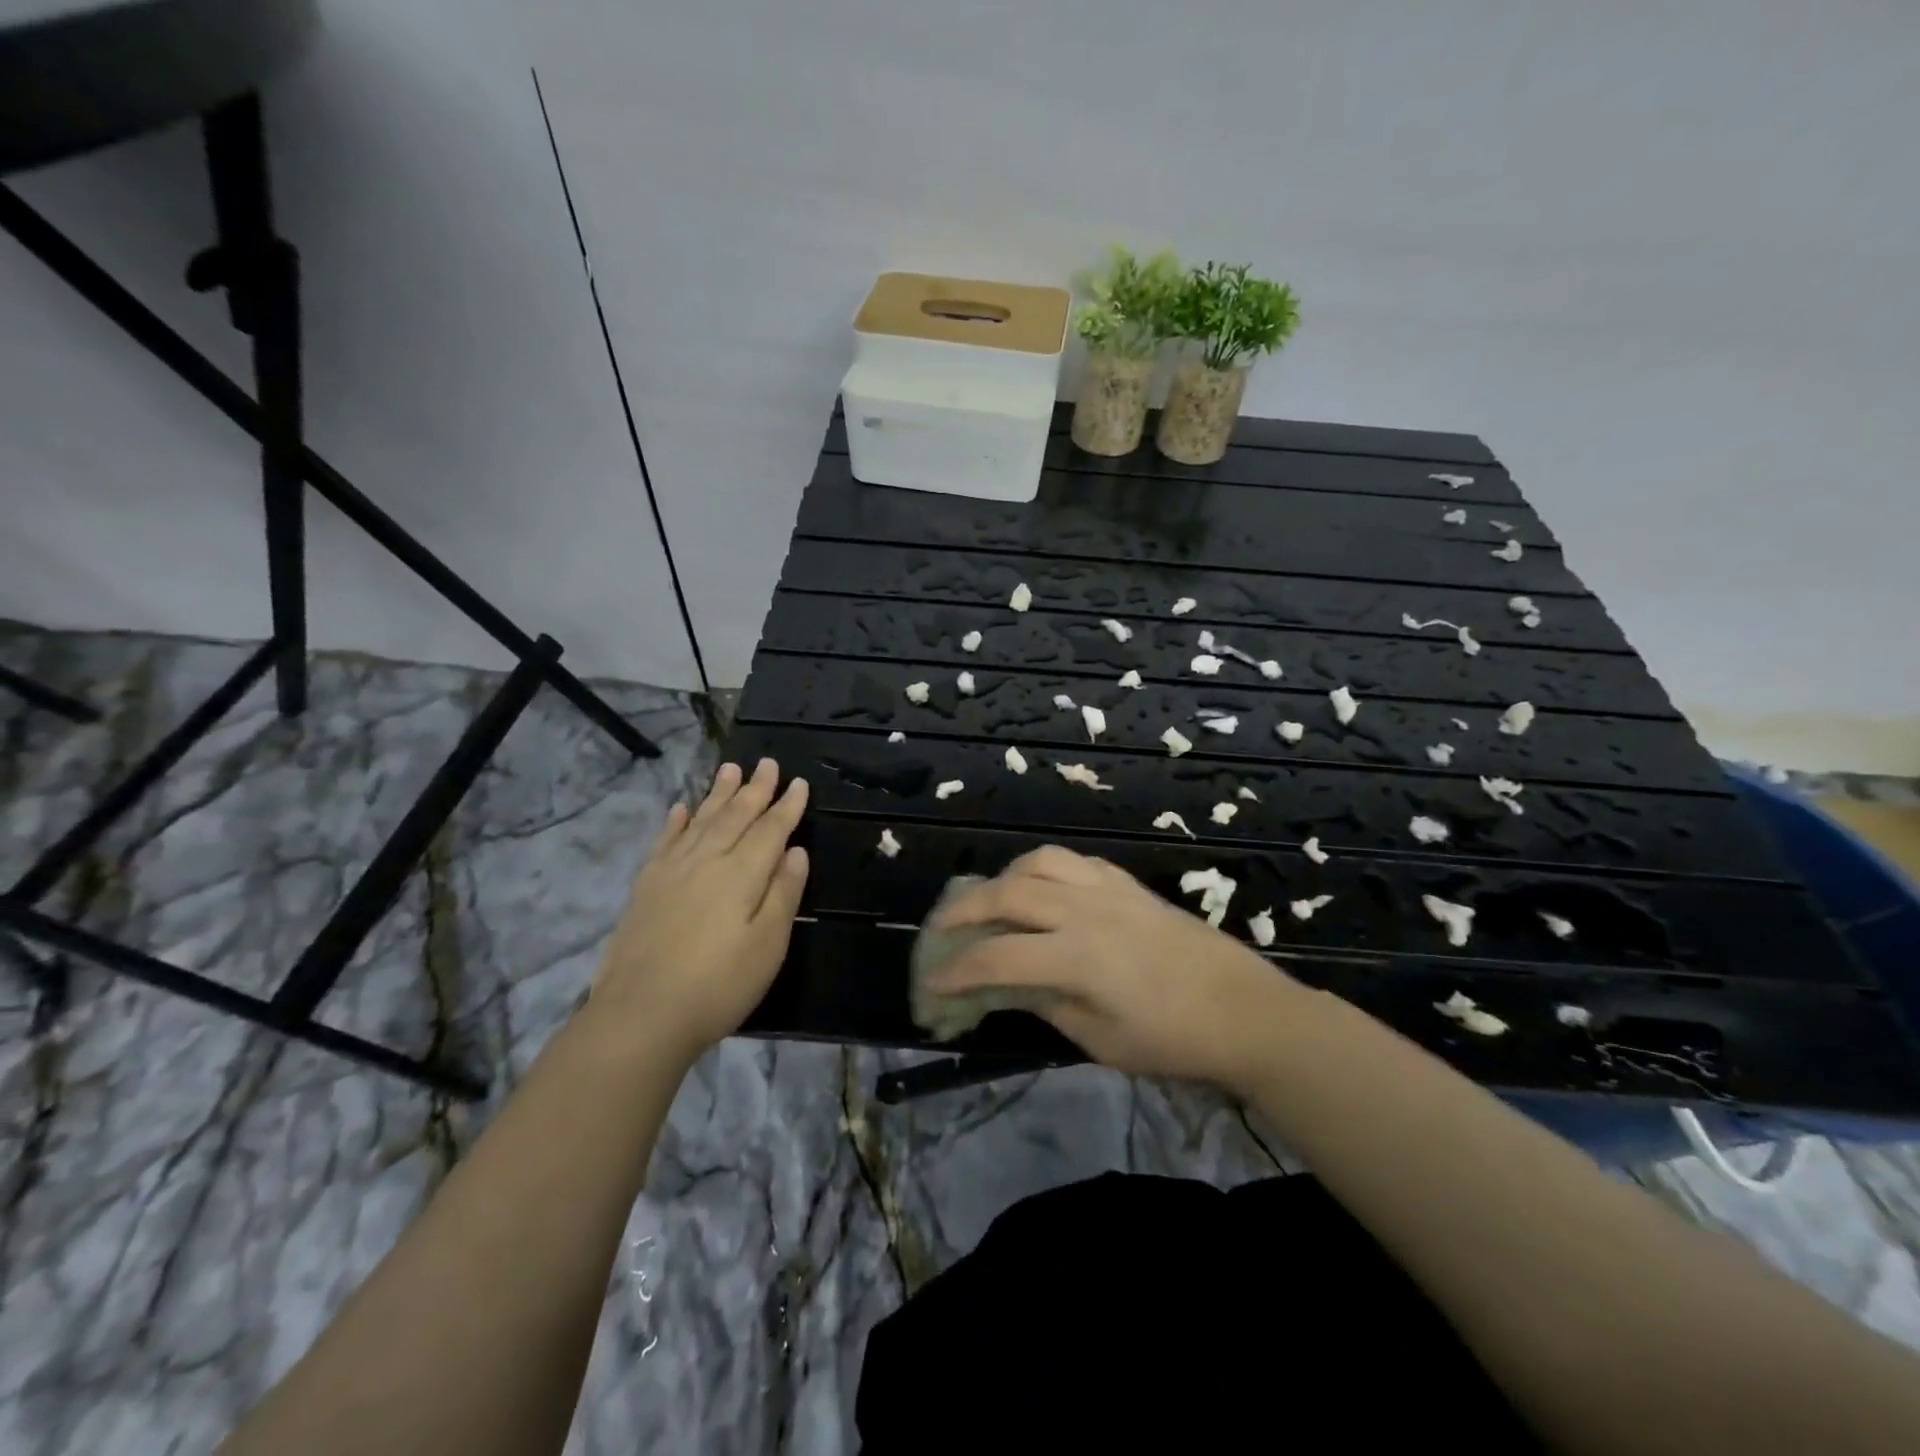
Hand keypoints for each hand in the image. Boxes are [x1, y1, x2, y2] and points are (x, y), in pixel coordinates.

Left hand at [588, 758, 809, 1063]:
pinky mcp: (646, 887)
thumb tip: (796, 851)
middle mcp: (707, 861)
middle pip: (735, 816)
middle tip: (768, 763)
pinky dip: (677, 821)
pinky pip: (665, 841)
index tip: (799, 783)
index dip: (787, 806)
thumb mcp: (768, 945)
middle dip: (755, 789)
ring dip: (718, 794)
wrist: (641, 1015)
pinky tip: (682, 808)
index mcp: (742, 874)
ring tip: (730, 769)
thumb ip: (783, 893)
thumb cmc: (719, 985)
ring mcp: (672, 871)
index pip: (771, 830)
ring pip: (701, 820)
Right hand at [924, 846, 1299, 1084]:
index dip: (957, 970)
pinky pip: (1073, 860)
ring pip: (1039, 862)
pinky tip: (1041, 887)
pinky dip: (1044, 868)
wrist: (1245, 1011)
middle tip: (943, 928)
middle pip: (1008, 893)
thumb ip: (1048, 1005)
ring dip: (1004, 877)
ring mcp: (1108, 890)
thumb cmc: (1173, 1040)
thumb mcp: (1102, 1041)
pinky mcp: (1128, 884)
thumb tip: (1008, 985)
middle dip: (965, 909)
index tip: (933, 982)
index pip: (998, 956)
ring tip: (991, 899)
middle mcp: (1085, 911)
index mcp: (1076, 957)